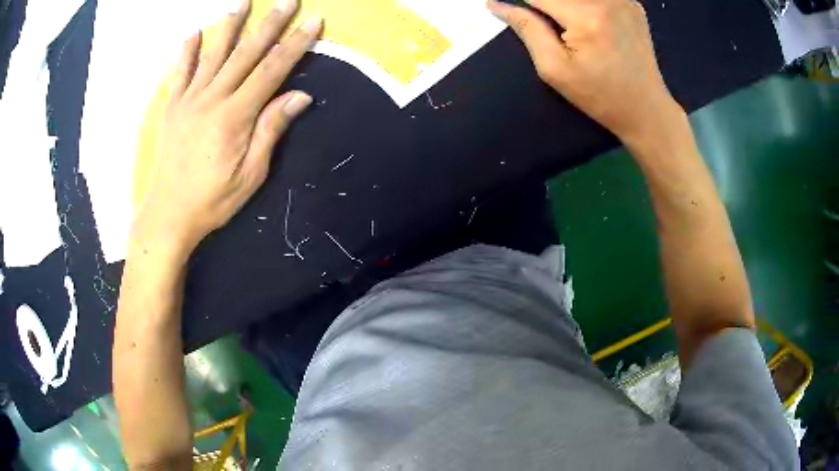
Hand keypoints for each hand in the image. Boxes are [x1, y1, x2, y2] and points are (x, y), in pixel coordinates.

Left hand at [132, 0, 321, 257]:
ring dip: (230, 26)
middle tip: (287, 1)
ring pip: (213, 55)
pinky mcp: (172, 107)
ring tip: (242, 3)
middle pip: (246, 53)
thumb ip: (271, 130)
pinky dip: (187, 51)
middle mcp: (211, 99)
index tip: (313, 21)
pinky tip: (194, 32)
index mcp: (235, 116)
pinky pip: (180, 73)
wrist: (168, 215)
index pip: (272, 70)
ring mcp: (188, 100)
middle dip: (270, 24)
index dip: (295, 44)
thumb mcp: (251, 174)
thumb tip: (299, 95)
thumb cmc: (212, 200)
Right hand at [487, 0, 683, 145]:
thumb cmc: (600, 96)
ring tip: (571, 32)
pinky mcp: (632, 4)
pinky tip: (588, 23)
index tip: (514, 11)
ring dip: (563, 6)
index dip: (522, 3)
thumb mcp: (555, 69)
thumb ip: (527, 29)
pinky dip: (584, 5)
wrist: (646, 109)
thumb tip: (498, 4)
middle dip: (545, 5)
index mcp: (587, 16)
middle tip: (552, 31)